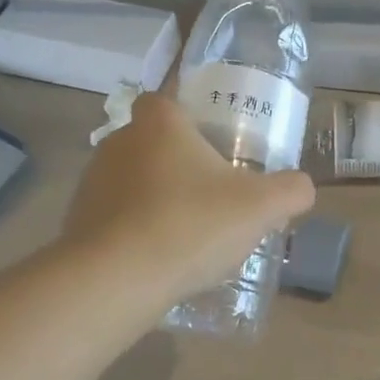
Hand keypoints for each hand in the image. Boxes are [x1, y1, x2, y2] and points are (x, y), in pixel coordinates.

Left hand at [63, 91, 314, 308]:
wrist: (117, 279)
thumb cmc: (191, 225)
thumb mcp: (260, 207)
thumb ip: (290, 191)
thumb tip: (302, 188)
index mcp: (159, 125)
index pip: (166, 99)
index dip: (188, 117)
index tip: (211, 142)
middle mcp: (118, 143)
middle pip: (151, 142)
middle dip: (177, 163)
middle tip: (210, 193)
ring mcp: (92, 183)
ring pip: (131, 181)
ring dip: (155, 199)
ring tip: (187, 231)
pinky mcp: (78, 222)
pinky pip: (114, 218)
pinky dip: (134, 231)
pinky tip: (159, 258)